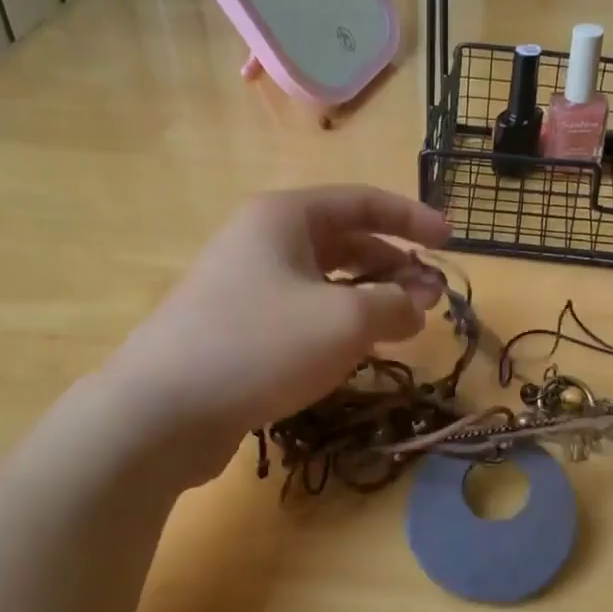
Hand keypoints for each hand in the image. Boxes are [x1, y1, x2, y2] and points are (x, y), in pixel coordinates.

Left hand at [98, 187, 450, 485]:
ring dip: (369, 298)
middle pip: (345, 241)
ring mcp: (245, 285)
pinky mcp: (237, 328)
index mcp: (285, 217)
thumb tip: (416, 305)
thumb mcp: (345, 321)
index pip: (363, 201)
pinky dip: (337, 323)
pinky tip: (357, 351)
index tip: (450, 242)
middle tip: (432, 298)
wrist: (162, 410)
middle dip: (394, 265)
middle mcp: (262, 241)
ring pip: (324, 281)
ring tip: (404, 326)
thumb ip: (394, 305)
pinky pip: (302, 312)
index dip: (412, 217)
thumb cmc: (261, 345)